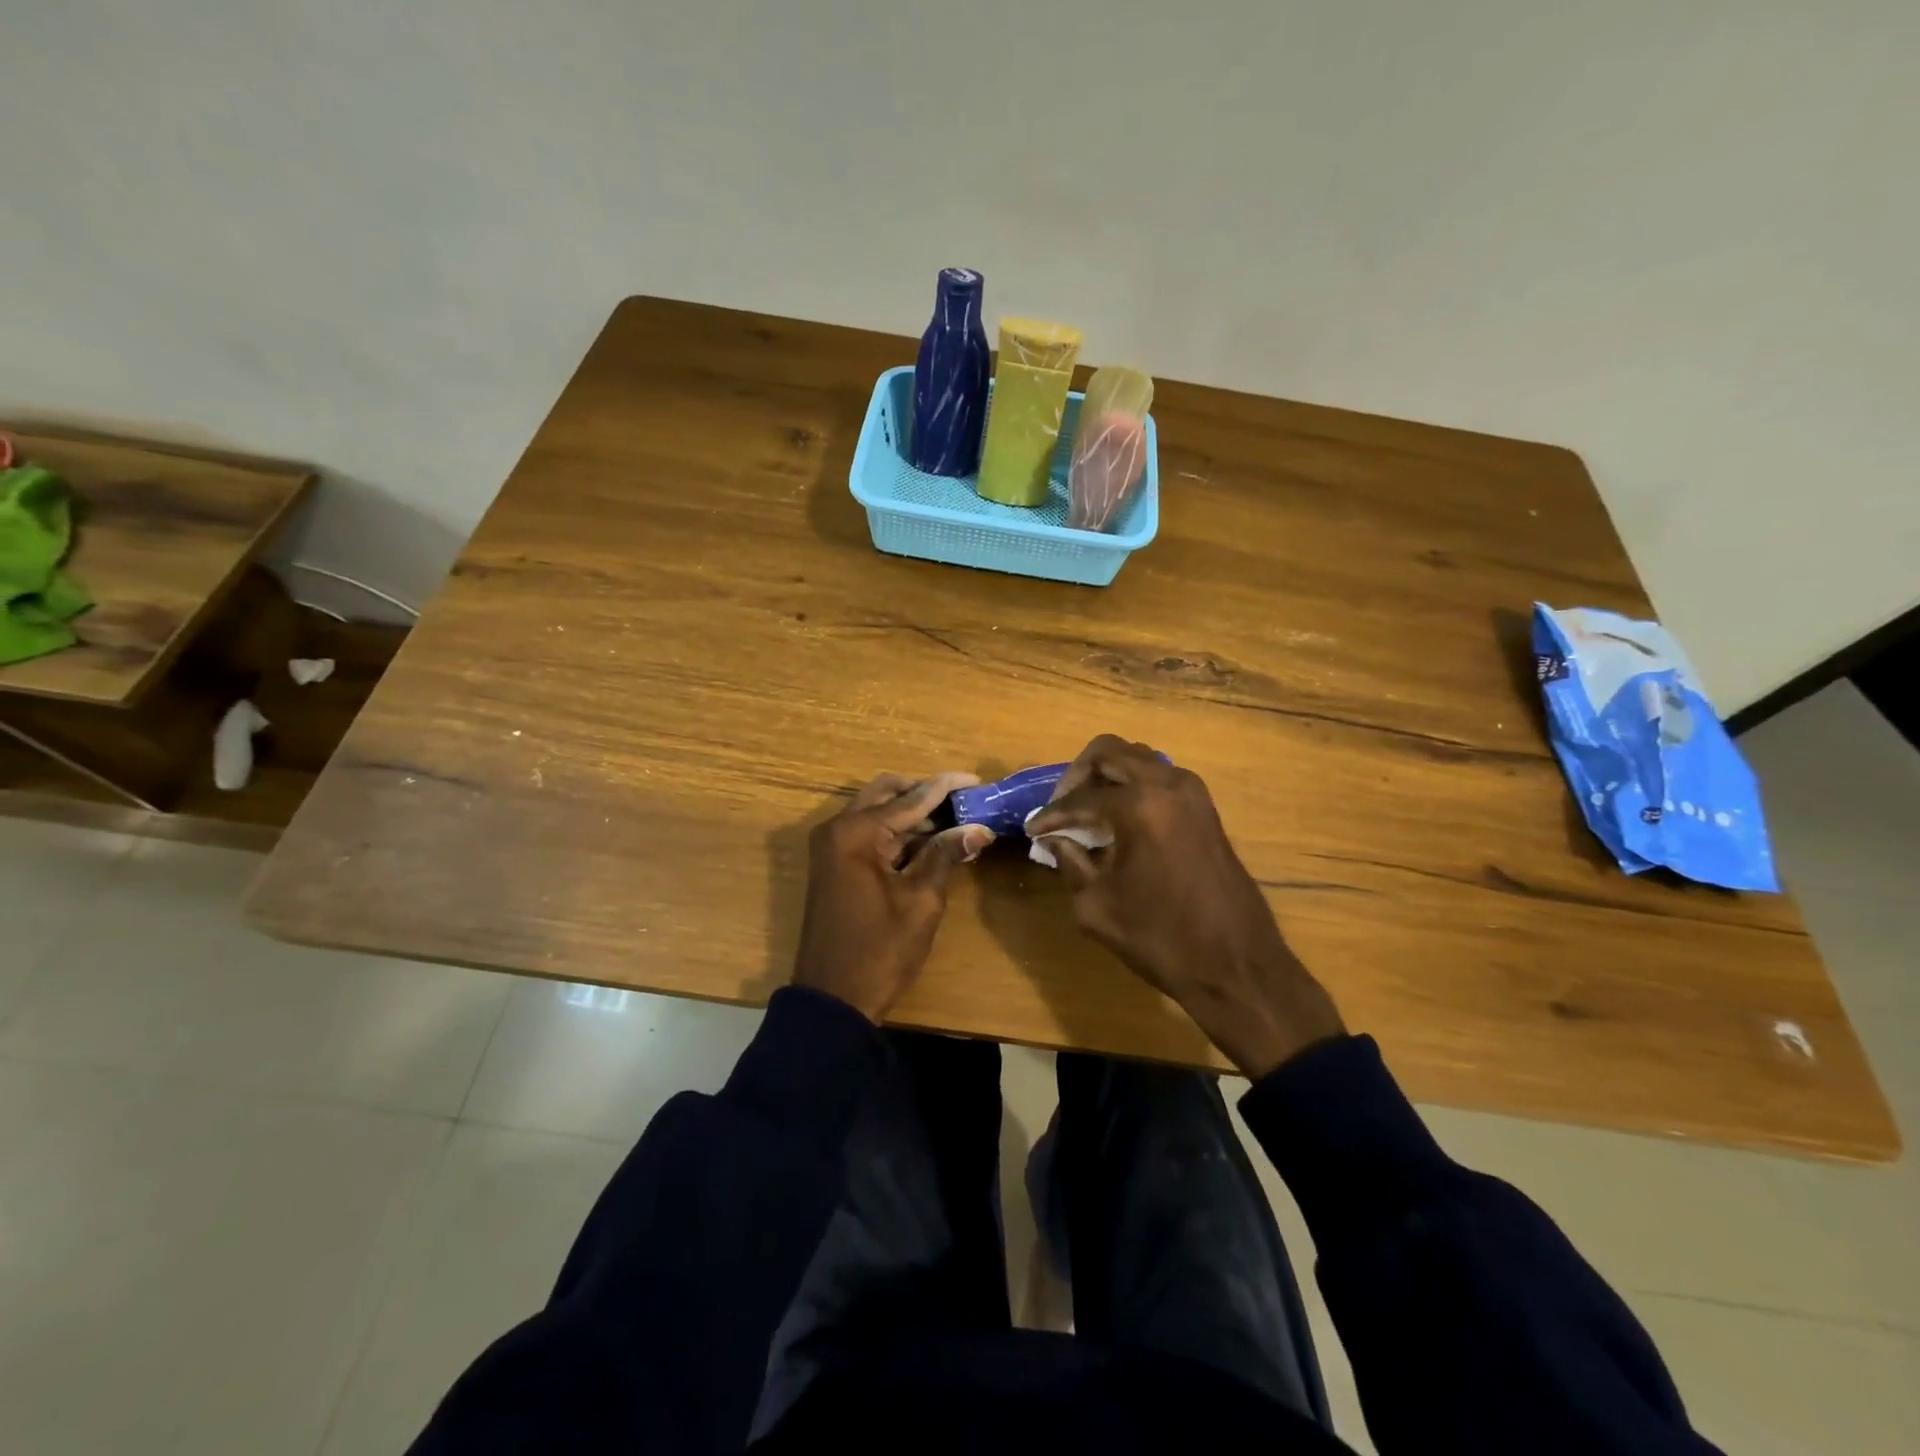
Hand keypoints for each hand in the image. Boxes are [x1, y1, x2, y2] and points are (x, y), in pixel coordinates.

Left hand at [792, 772, 994, 1022]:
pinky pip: (868, 835)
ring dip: (912, 814)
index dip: (946, 788)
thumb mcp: (921, 901)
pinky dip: (897, 833)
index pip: (911, 798)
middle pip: (887, 794)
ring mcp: (831, 847)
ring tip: (955, 822)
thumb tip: (978, 828)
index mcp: (856, 832)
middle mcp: (838, 829)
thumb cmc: (880, 950)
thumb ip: (946, 855)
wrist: (833, 1000)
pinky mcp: (834, 865)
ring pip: (877, 813)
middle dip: (925, 794)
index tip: (977, 780)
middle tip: (963, 804)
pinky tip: (929, 842)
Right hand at [1027, 736, 1343, 1076]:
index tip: (1032, 829)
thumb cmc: (1160, 938)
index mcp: (1139, 806)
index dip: (1051, 815)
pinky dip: (1133, 786)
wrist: (1236, 965)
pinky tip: (1119, 820)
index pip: (1080, 798)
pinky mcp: (1206, 808)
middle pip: (1109, 752)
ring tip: (1088, 811)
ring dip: (1108, 776)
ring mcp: (1193, 793)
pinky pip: (1160, 777)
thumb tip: (1054, 839)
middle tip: (1061, 807)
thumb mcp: (1097, 906)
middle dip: (1078, 776)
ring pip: (1138, 759)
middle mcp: (1168, 784)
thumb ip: (1069, 862)